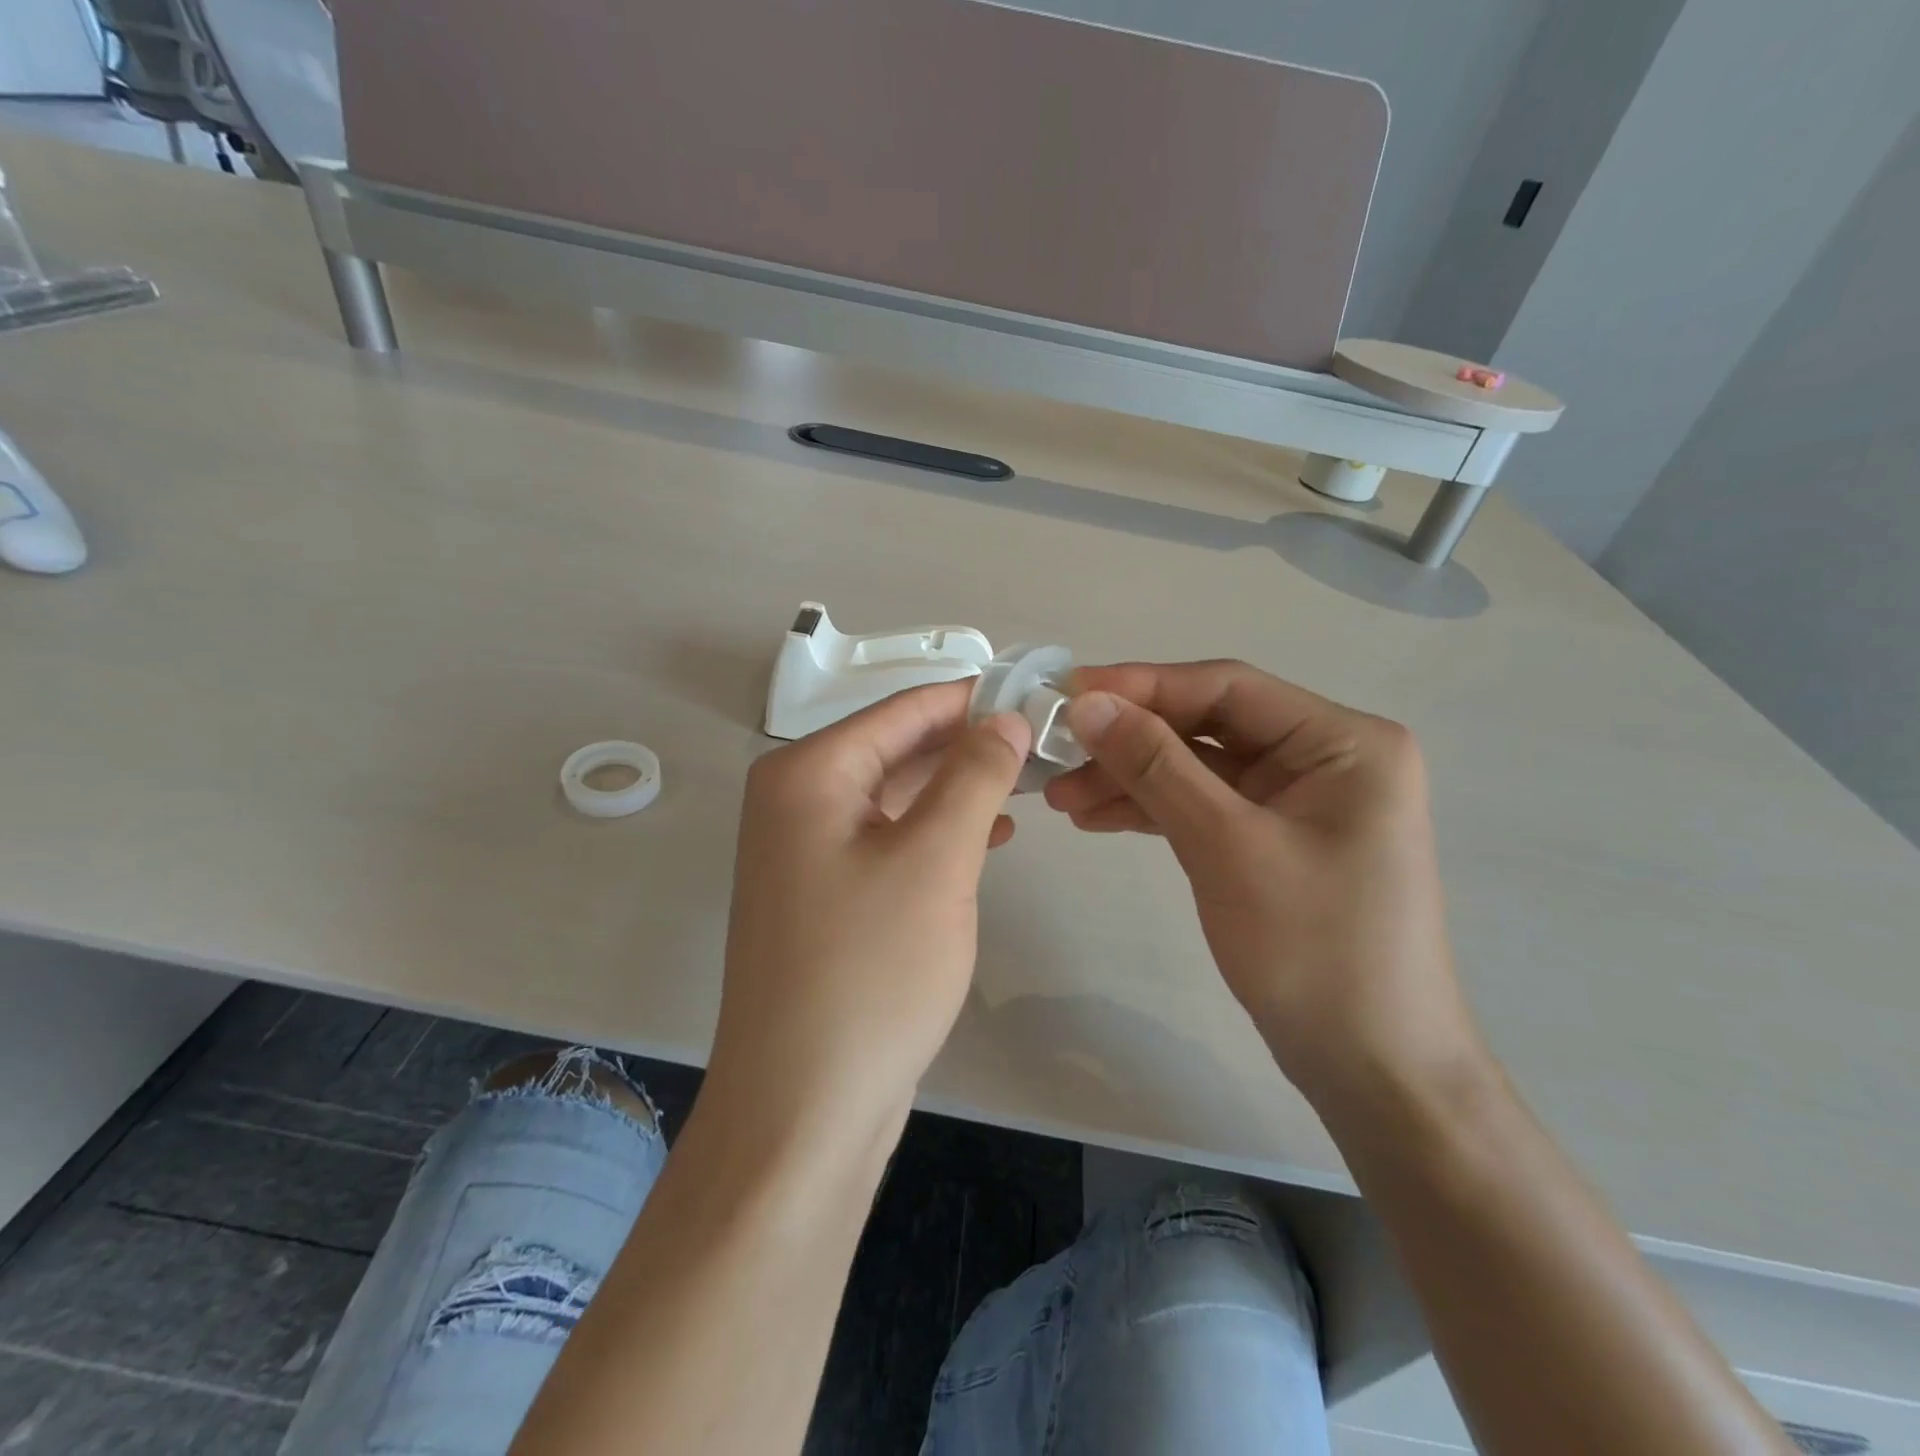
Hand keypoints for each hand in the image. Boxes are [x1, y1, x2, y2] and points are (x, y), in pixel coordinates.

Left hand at [710, 680, 1030, 1139]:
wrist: (804, 1108)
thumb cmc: (870, 971)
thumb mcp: (935, 860)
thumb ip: (974, 776)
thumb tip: (1005, 717)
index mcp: (807, 773)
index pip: (903, 710)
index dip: (973, 698)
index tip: (1038, 695)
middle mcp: (796, 800)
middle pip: (896, 748)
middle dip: (969, 744)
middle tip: (1044, 742)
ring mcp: (805, 851)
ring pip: (896, 795)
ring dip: (958, 788)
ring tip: (1027, 783)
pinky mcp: (824, 895)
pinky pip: (888, 839)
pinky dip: (936, 832)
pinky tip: (989, 837)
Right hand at [1044, 661, 1483, 1104]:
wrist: (1373, 1069)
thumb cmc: (1316, 950)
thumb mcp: (1227, 847)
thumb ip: (1156, 767)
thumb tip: (1087, 703)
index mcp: (1342, 742)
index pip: (1227, 687)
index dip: (1142, 685)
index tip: (1067, 694)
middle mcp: (1324, 757)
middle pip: (1208, 725)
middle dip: (1130, 741)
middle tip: (1055, 754)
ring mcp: (1299, 800)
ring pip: (1198, 767)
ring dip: (1131, 778)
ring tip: (1062, 798)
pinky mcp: (1274, 838)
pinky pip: (1204, 806)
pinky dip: (1153, 810)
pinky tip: (1098, 817)